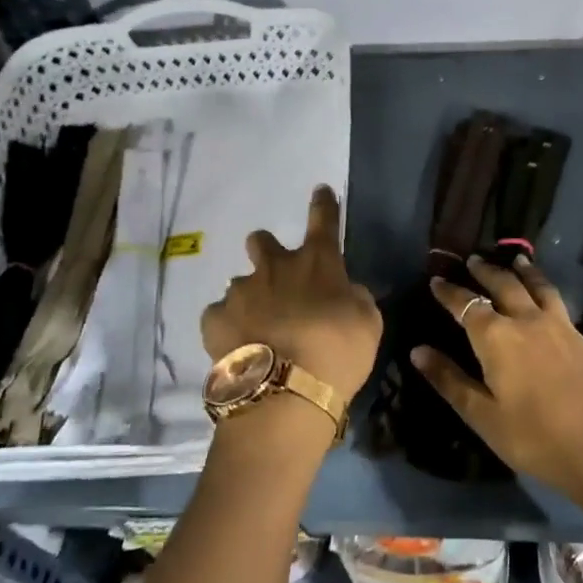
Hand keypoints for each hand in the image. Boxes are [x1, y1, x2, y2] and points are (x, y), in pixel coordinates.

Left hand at [200, 186, 382, 408]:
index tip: (320, 190)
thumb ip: (354, 299)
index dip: (323, 205)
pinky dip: (229, 326)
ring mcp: (240, 292)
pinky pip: (220, 314)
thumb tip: (344, 291)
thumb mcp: (367, 323)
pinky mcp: (215, 319)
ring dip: (250, 297)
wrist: (284, 392)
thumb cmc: (337, 354)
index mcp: (317, 264)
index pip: (324, 221)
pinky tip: (238, 346)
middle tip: (274, 273)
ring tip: (258, 328)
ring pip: (240, 283)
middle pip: (262, 241)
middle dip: (265, 249)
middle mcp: (275, 268)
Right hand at [411, 255, 582, 508]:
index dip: (449, 292)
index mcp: (496, 337)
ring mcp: (558, 325)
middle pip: (503, 285)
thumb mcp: (483, 416)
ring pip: (536, 285)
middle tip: (473, 259)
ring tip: (514, 260)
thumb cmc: (535, 436)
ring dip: (521, 271)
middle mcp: (526, 320)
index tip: (436, 280)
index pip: (467, 304)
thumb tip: (417, 351)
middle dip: (485, 271)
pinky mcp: (581, 336)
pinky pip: (556, 299)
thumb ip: (450, 381)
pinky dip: (544, 286)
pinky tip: (546, 294)